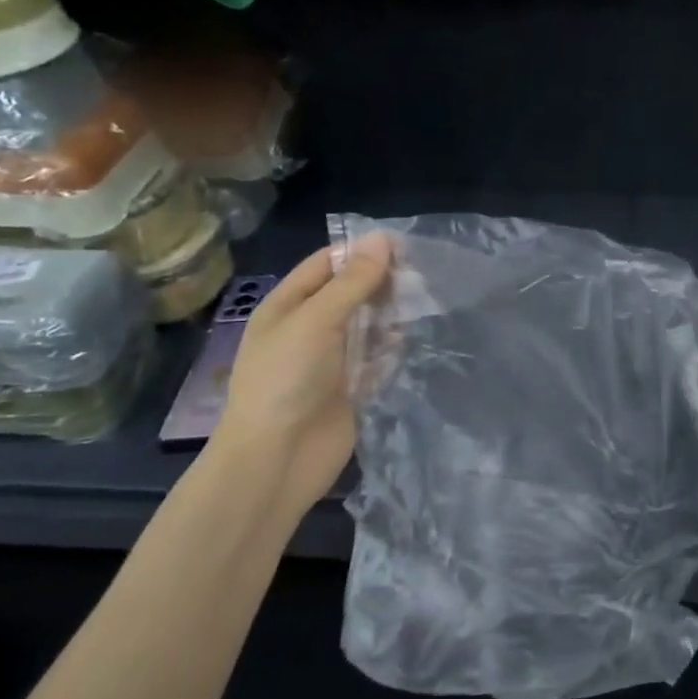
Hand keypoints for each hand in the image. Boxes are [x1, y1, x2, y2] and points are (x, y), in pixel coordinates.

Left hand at [209, 234, 392, 514]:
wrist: (277, 459)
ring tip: (421, 306)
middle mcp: (310, 328)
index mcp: (289, 306)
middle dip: (381, 283)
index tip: (404, 247)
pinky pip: (377, 360)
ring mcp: (331, 360)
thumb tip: (382, 239)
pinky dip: (392, 350)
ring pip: (368, 326)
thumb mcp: (316, 321)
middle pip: (351, 294)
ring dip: (391, 316)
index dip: (361, 252)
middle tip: (420, 279)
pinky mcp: (352, 389)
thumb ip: (352, 282)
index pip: (327, 265)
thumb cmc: (286, 380)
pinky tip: (408, 344)